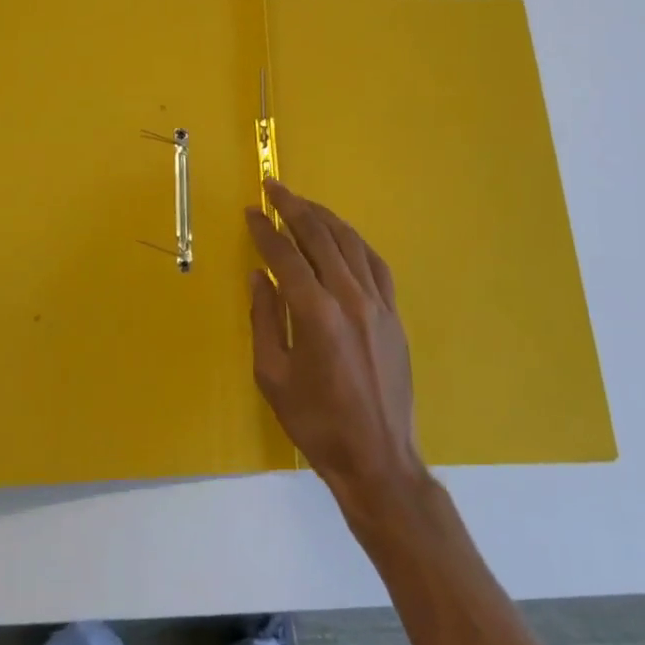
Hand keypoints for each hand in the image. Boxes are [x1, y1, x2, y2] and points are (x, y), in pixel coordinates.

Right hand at [245, 181, 428, 520]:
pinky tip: (343, 235)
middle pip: (320, 236)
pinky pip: (375, 263)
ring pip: (350, 243)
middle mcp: (349, 297)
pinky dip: (355, 242)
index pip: (285, 255)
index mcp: (315, 313)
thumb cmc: (317, 423)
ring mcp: (377, 303)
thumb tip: (259, 274)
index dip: (265, 230)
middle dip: (294, 207)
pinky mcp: (394, 313)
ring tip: (303, 203)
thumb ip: (264, 318)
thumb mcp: (273, 376)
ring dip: (324, 217)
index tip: (251, 211)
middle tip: (274, 187)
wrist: (378, 458)